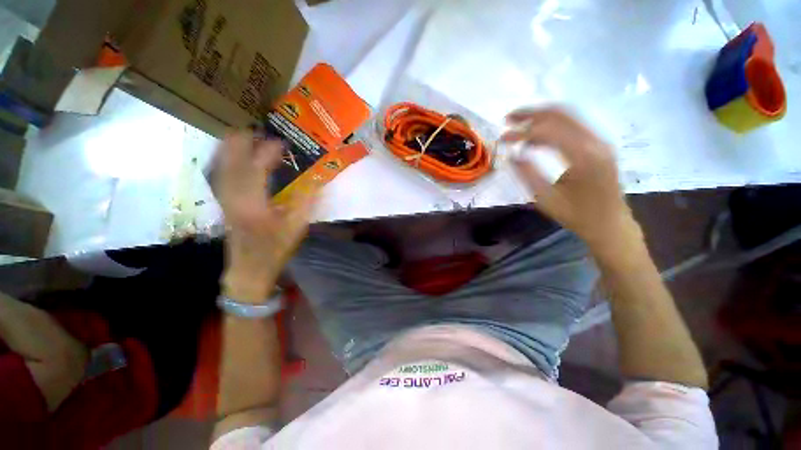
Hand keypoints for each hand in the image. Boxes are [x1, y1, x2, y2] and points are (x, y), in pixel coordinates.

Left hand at [216, 133, 317, 302]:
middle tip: (256, 128)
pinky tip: (230, 155)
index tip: (281, 142)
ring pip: (221, 165)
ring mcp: (224, 199)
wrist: (249, 268)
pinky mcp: (223, 203)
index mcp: (254, 203)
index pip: (257, 168)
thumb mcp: (296, 227)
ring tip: (243, 135)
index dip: (268, 152)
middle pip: (231, 161)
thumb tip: (316, 182)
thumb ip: (306, 202)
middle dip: (241, 142)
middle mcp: (234, 197)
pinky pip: (220, 175)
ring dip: (231, 148)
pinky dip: (224, 160)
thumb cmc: (274, 248)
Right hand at [501, 107, 639, 252]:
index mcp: (583, 156)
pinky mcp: (599, 146)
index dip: (521, 132)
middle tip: (508, 118)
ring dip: (541, 117)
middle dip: (531, 113)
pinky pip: (573, 127)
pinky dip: (552, 127)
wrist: (610, 224)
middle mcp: (595, 141)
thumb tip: (512, 155)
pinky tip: (536, 138)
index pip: (548, 131)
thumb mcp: (545, 198)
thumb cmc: (576, 215)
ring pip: (568, 117)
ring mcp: (600, 141)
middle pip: (561, 114)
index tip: (502, 139)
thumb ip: (527, 173)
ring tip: (518, 124)